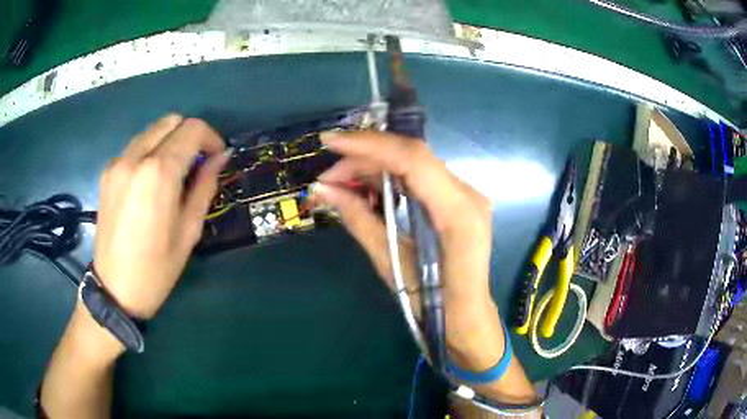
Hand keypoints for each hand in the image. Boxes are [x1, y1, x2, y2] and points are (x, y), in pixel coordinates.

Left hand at [94, 114, 227, 319]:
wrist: (114, 289)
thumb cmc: (156, 268)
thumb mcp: (188, 231)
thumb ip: (204, 186)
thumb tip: (221, 158)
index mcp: (158, 173)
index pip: (192, 129)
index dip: (211, 138)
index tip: (216, 157)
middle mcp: (135, 157)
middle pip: (171, 121)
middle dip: (190, 134)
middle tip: (197, 162)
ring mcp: (117, 162)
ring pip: (152, 130)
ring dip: (169, 141)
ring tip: (174, 171)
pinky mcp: (107, 171)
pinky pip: (135, 146)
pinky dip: (150, 151)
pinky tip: (151, 179)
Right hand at [312, 130, 502, 370]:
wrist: (467, 318)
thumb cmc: (434, 305)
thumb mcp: (392, 264)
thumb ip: (360, 220)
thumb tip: (323, 190)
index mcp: (458, 213)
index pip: (413, 160)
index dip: (369, 145)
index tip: (330, 143)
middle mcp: (468, 194)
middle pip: (411, 157)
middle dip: (364, 160)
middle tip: (328, 179)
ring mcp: (466, 195)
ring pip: (414, 164)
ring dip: (375, 168)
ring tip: (340, 184)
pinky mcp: (458, 200)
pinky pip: (420, 177)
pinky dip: (391, 178)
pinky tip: (367, 189)